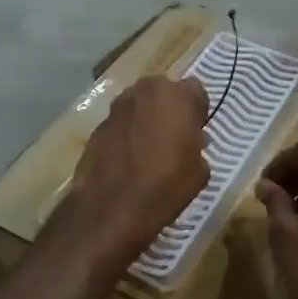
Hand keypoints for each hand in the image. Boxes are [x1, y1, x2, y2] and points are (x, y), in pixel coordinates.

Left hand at [61, 75, 209, 269]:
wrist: (113, 207)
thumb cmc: (166, 185)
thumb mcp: (200, 170)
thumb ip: (197, 146)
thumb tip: (190, 142)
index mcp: (177, 96)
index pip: (196, 91)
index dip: (197, 111)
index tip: (196, 132)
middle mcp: (145, 91)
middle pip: (163, 92)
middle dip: (169, 109)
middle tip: (173, 137)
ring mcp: (117, 107)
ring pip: (139, 105)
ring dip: (146, 119)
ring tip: (149, 149)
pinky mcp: (97, 125)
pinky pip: (121, 124)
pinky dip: (126, 134)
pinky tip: (128, 159)